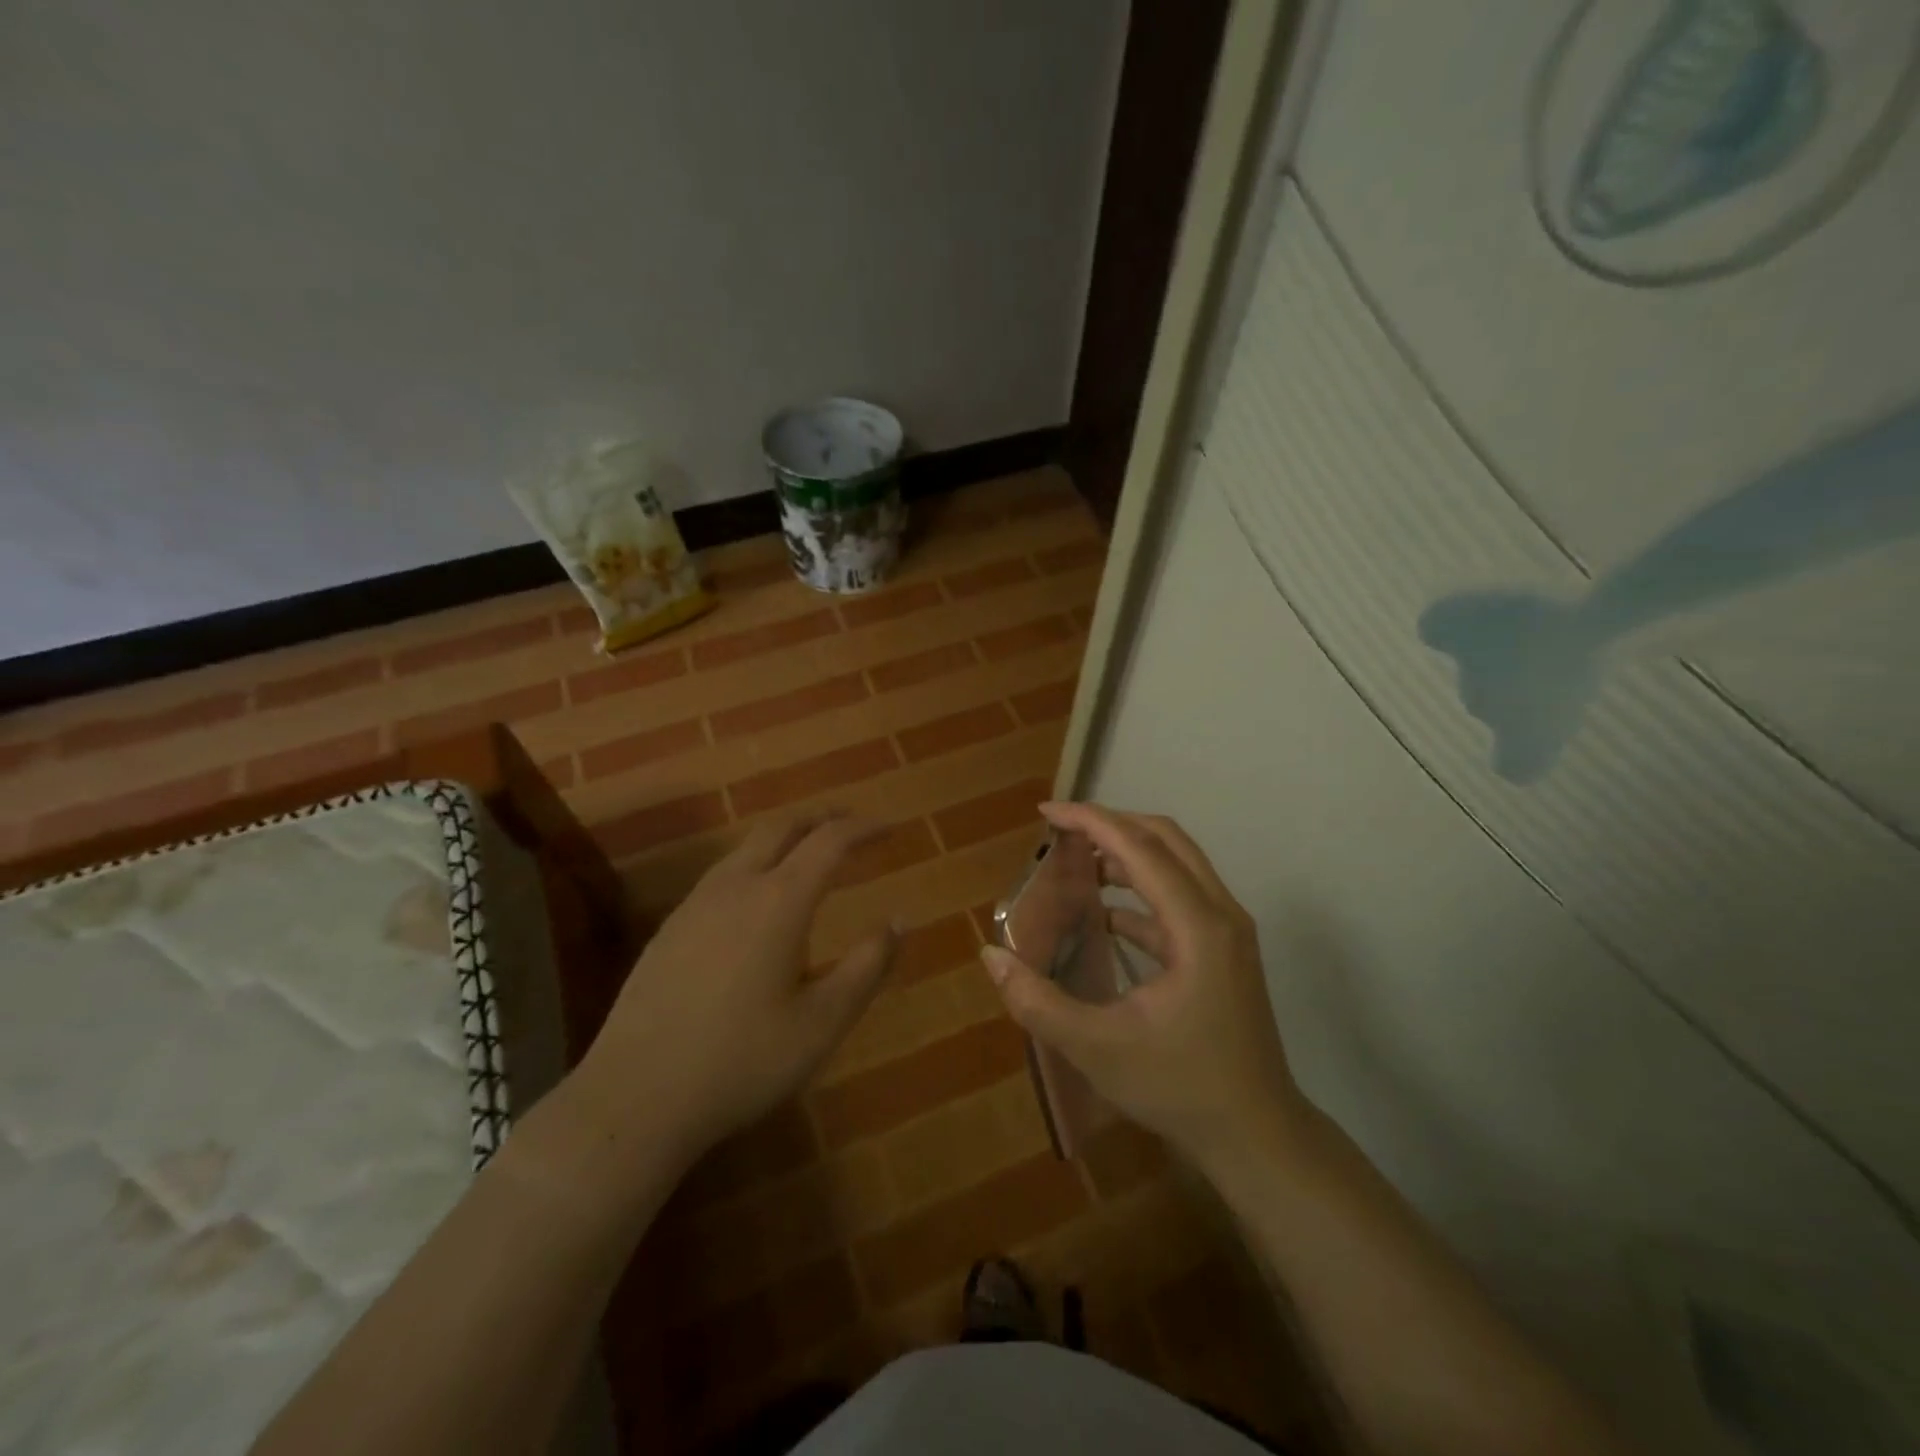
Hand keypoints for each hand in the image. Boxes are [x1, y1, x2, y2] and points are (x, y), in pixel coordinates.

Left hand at [573, 812, 898, 1163]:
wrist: (635, 1097)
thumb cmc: (742, 1061)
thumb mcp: (823, 1022)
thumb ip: (867, 966)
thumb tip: (899, 921)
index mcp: (779, 901)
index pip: (829, 841)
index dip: (863, 828)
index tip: (890, 827)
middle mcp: (736, 887)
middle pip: (781, 826)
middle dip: (820, 816)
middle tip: (850, 823)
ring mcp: (695, 905)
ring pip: (745, 847)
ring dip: (784, 837)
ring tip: (808, 853)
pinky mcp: (669, 929)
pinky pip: (721, 874)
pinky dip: (754, 864)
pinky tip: (756, 900)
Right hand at [980, 802, 1305, 1174]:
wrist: (1257, 1136)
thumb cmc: (1180, 1088)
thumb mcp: (1097, 1048)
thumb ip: (1037, 1001)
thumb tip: (991, 955)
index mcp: (1197, 926)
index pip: (1140, 847)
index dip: (1091, 821)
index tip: (1046, 812)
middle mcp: (1220, 914)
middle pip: (1165, 839)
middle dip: (1111, 825)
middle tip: (1062, 831)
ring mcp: (1227, 931)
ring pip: (1177, 864)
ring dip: (1128, 853)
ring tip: (1078, 863)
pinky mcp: (1223, 951)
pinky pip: (1179, 898)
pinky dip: (1140, 891)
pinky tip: (1104, 914)